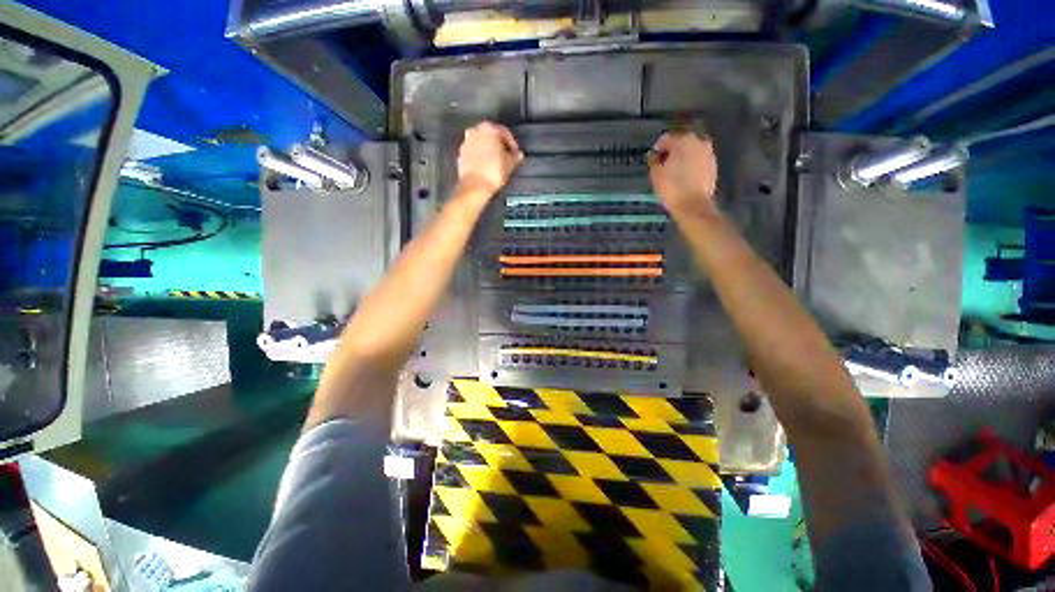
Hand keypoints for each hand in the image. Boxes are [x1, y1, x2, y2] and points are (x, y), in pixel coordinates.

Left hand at [456, 121, 523, 197]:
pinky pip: (473, 153)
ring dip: (489, 151)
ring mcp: (466, 143)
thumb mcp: (510, 164)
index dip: (512, 143)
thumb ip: (515, 156)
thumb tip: (518, 155)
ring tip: (497, 163)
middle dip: (498, 145)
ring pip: (480, 144)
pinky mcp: (461, 155)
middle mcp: (474, 131)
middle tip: (506, 156)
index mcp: (488, 129)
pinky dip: (480, 158)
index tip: (515, 152)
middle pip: (490, 135)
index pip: (503, 132)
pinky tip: (487, 168)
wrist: (475, 186)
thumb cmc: (493, 172)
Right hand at [648, 131, 718, 218]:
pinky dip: (691, 165)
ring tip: (674, 171)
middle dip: (672, 152)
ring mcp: (708, 152)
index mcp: (682, 140)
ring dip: (683, 157)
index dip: (657, 149)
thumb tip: (655, 155)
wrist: (693, 205)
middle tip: (664, 165)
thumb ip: (654, 161)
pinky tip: (685, 177)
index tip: (653, 160)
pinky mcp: (713, 165)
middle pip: (681, 142)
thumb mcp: (655, 174)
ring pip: (691, 151)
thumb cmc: (671, 188)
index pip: (665, 139)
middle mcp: (698, 141)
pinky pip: (698, 160)